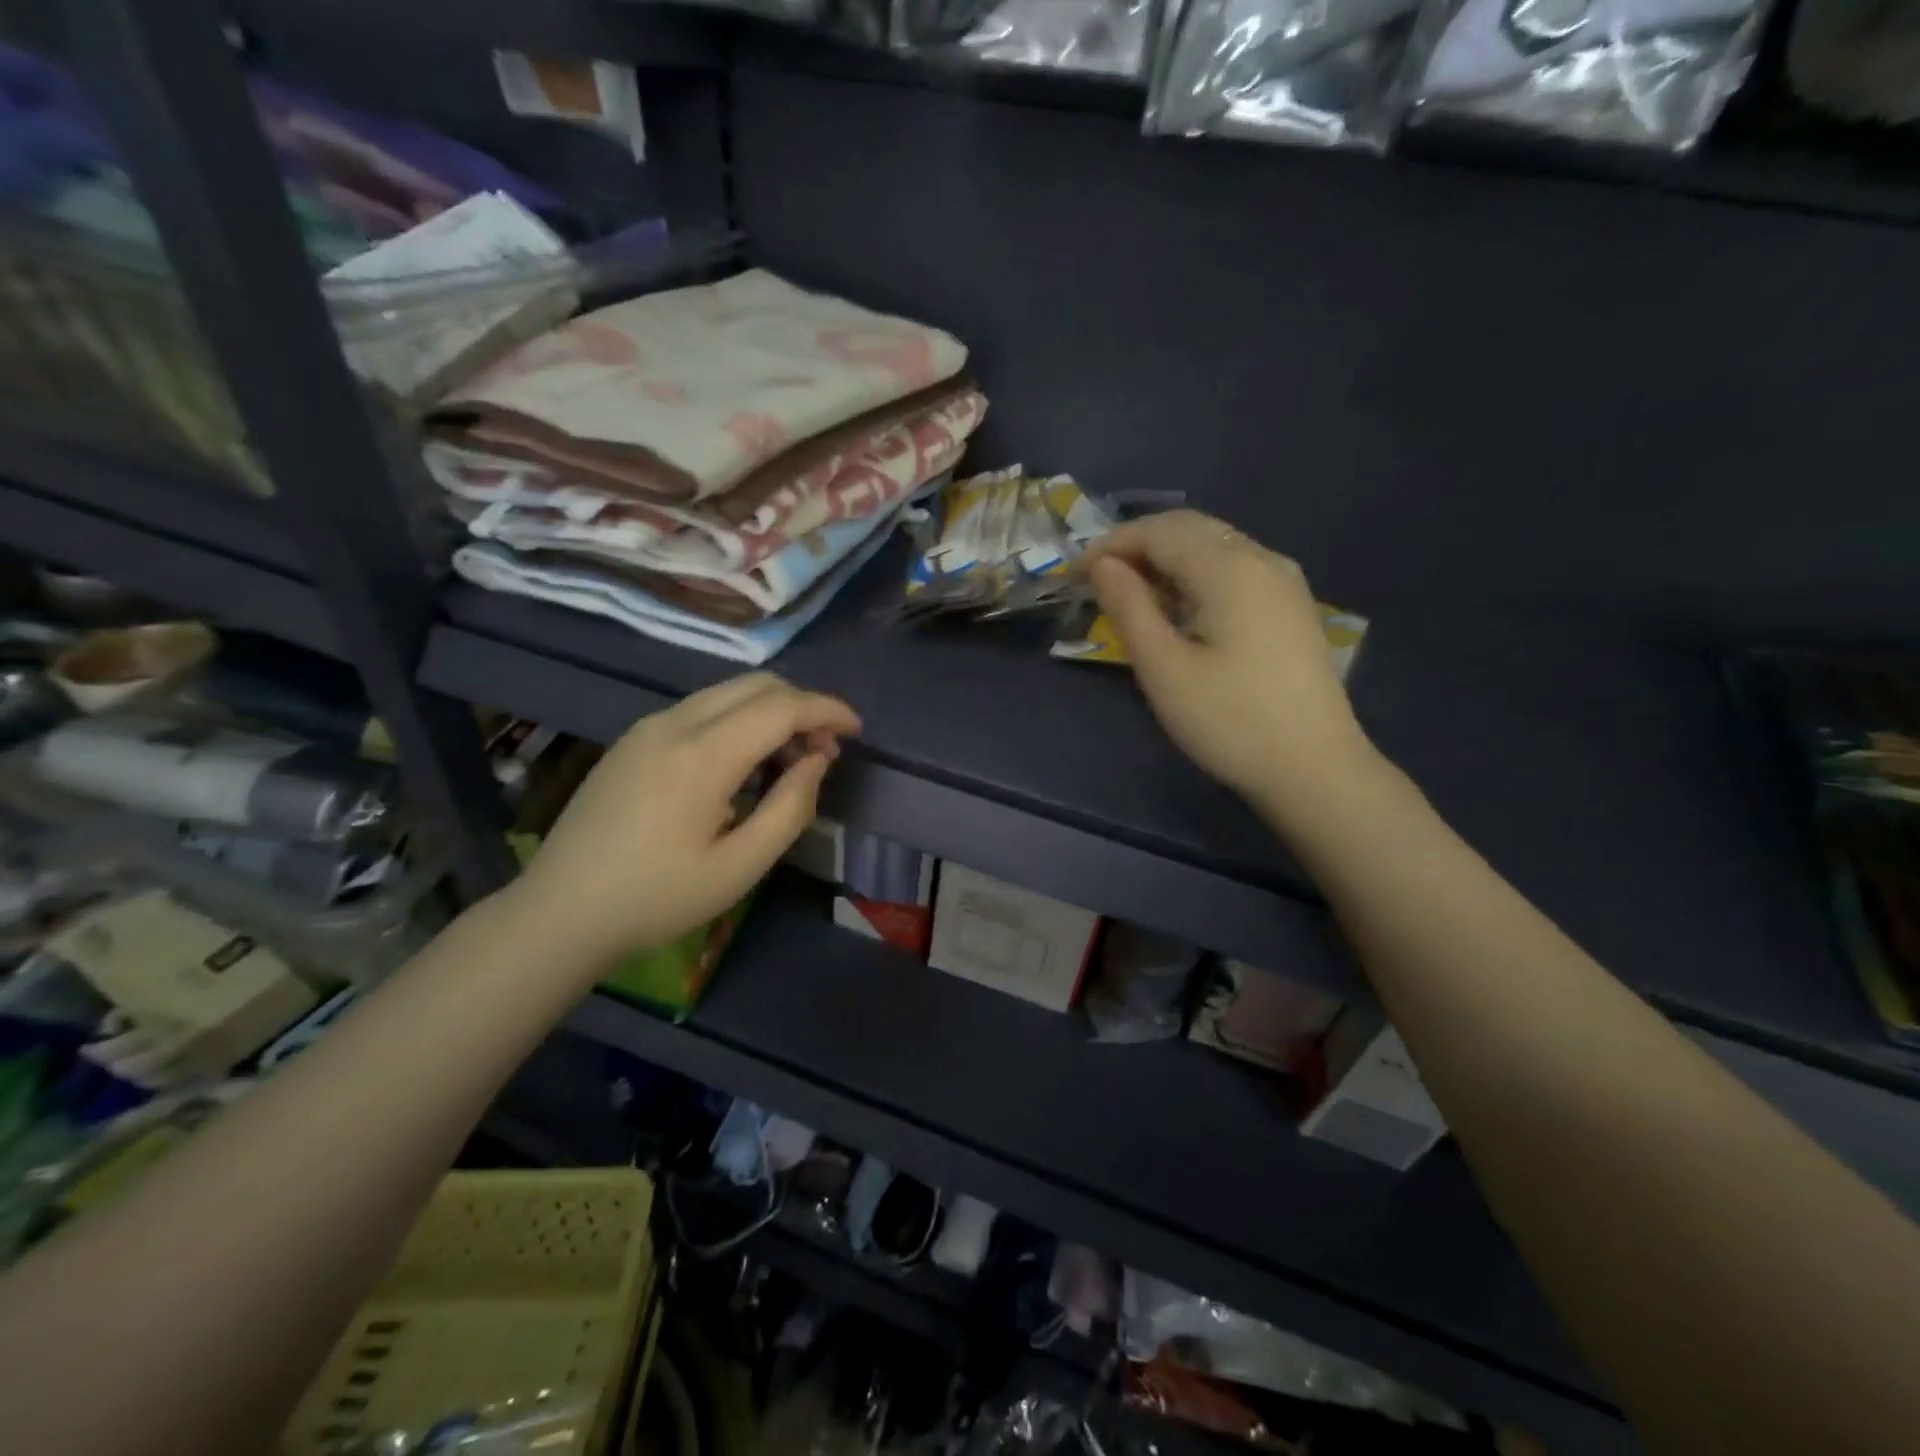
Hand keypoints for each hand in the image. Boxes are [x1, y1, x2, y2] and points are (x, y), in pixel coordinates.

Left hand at [501, 673, 859, 969]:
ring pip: (728, 692)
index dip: (827, 710)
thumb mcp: (740, 867)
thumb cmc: (657, 898)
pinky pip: (702, 710)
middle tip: (825, 752)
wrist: (560, 912)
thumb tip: (816, 761)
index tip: (856, 731)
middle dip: (802, 707)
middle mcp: (675, 723)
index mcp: (703, 755)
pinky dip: (739, 722)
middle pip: (757, 685)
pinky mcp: (634, 739)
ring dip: (770, 714)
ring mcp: (649, 727)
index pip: (782, 707)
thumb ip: (790, 807)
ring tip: (788, 763)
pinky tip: (742, 766)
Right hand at [1085, 510, 1371, 805]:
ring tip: (1133, 594)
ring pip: (1215, 545)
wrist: (1314, 768)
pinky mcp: (1292, 606)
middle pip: (1191, 528)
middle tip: (1100, 580)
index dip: (1112, 544)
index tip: (1077, 574)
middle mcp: (1262, 559)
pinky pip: (1235, 568)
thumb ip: (1129, 607)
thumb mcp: (1164, 668)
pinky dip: (1197, 573)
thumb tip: (1103, 565)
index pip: (1160, 531)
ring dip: (1168, 557)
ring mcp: (1284, 581)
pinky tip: (1180, 608)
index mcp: (1229, 568)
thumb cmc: (1229, 720)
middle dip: (1139, 544)